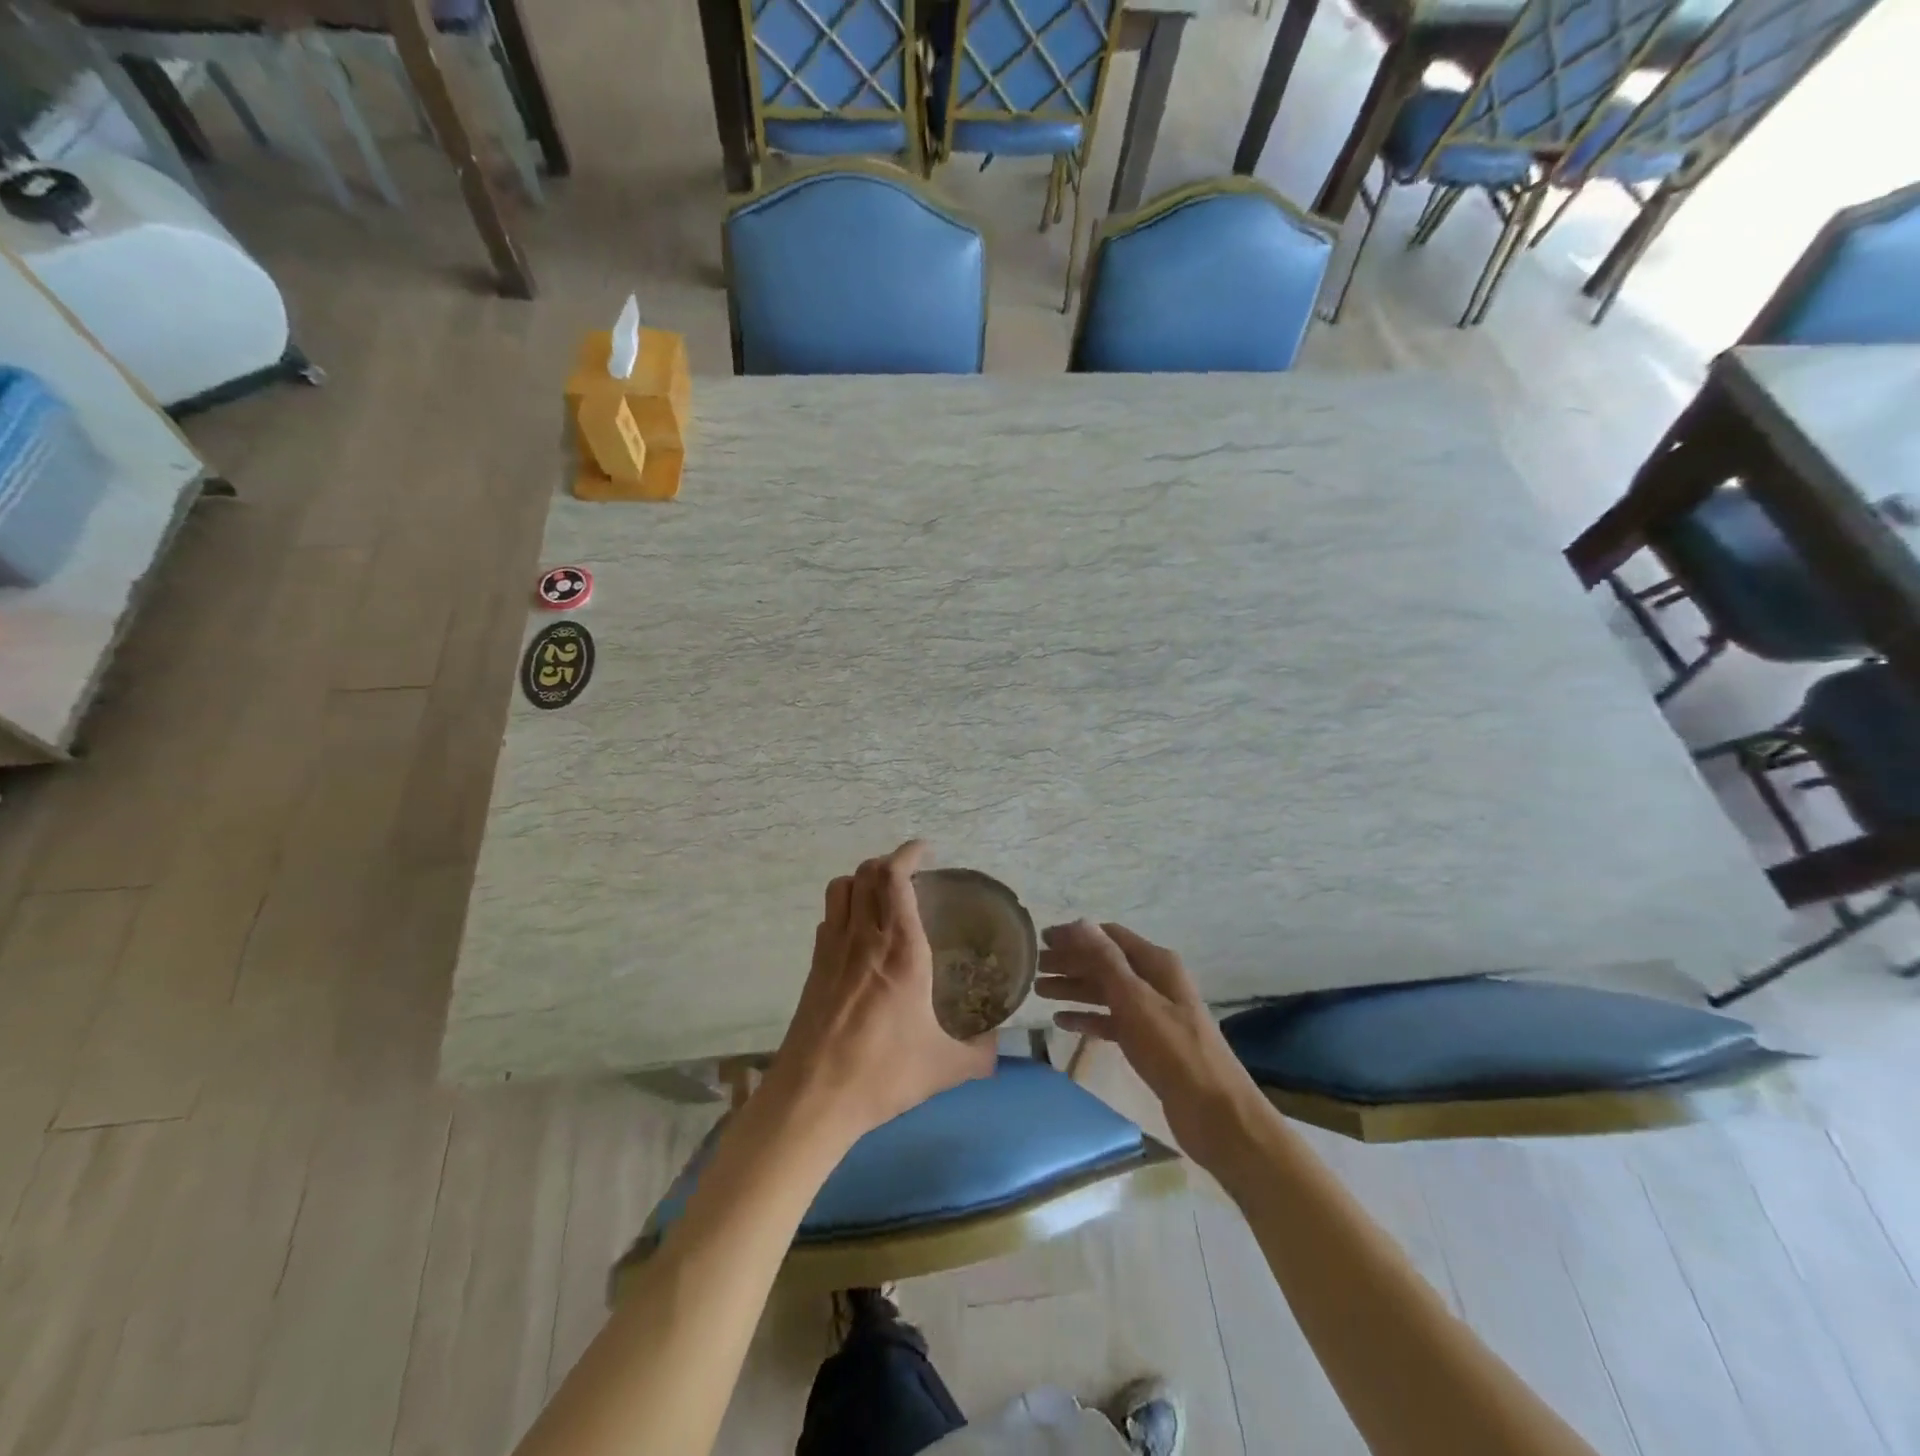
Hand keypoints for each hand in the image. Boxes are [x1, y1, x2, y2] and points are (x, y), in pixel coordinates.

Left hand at [766, 841, 996, 1146]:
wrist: (813, 1097)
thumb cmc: (882, 1074)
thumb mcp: (944, 1067)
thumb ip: (979, 1053)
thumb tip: (997, 1045)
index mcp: (901, 950)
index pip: (896, 879)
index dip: (909, 854)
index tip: (925, 850)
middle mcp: (864, 938)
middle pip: (866, 873)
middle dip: (888, 861)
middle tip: (911, 872)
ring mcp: (833, 949)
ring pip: (841, 888)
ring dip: (862, 878)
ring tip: (883, 892)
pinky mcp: (814, 967)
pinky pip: (829, 917)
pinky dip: (845, 907)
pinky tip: (859, 932)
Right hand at [1036, 920, 1262, 1160]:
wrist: (1215, 1112)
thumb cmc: (1173, 1050)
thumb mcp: (1135, 1000)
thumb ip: (1105, 961)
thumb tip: (1079, 923)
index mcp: (1156, 963)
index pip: (1109, 936)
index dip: (1076, 935)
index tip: (1041, 940)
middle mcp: (1154, 981)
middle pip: (1105, 963)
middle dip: (1070, 962)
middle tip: (1033, 968)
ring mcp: (1152, 1012)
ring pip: (1105, 991)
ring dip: (1074, 988)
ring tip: (1039, 991)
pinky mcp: (1148, 1042)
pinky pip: (1111, 1021)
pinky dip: (1088, 1018)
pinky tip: (1062, 1022)